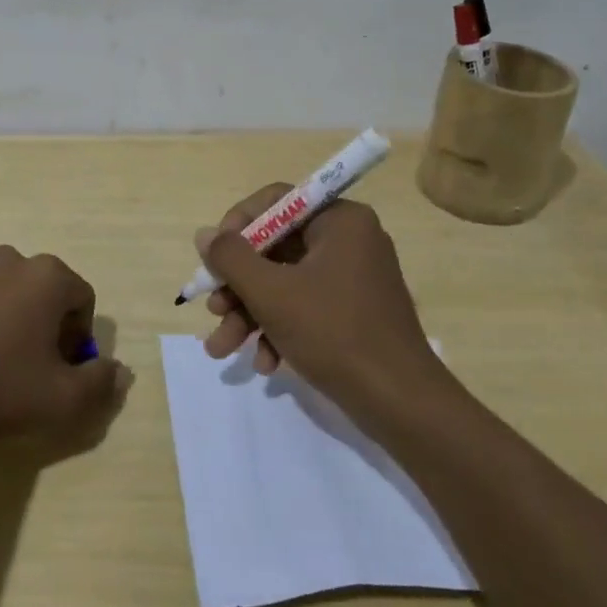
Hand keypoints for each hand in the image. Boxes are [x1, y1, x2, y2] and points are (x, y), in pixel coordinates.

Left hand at [0, 245, 127, 435]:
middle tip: (31, 368)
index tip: (63, 369)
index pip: (82, 298)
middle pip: (43, 291)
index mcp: (48, 277)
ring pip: (4, 292)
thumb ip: (100, 384)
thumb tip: (121, 372)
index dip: (79, 337)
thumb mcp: (62, 399)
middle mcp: (11, 261)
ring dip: (8, 319)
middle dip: (45, 324)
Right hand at [198, 185, 447, 408]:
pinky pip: (306, 307)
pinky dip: (280, 330)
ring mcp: (353, 278)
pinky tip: (265, 364)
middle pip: (276, 248)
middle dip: (238, 286)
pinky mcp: (353, 312)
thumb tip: (205, 234)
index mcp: (340, 220)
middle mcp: (349, 241)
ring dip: (250, 314)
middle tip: (213, 311)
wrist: (401, 404)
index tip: (215, 257)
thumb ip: (231, 258)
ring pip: (285, 283)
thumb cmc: (335, 333)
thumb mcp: (272, 293)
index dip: (238, 225)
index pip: (277, 202)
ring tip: (222, 349)